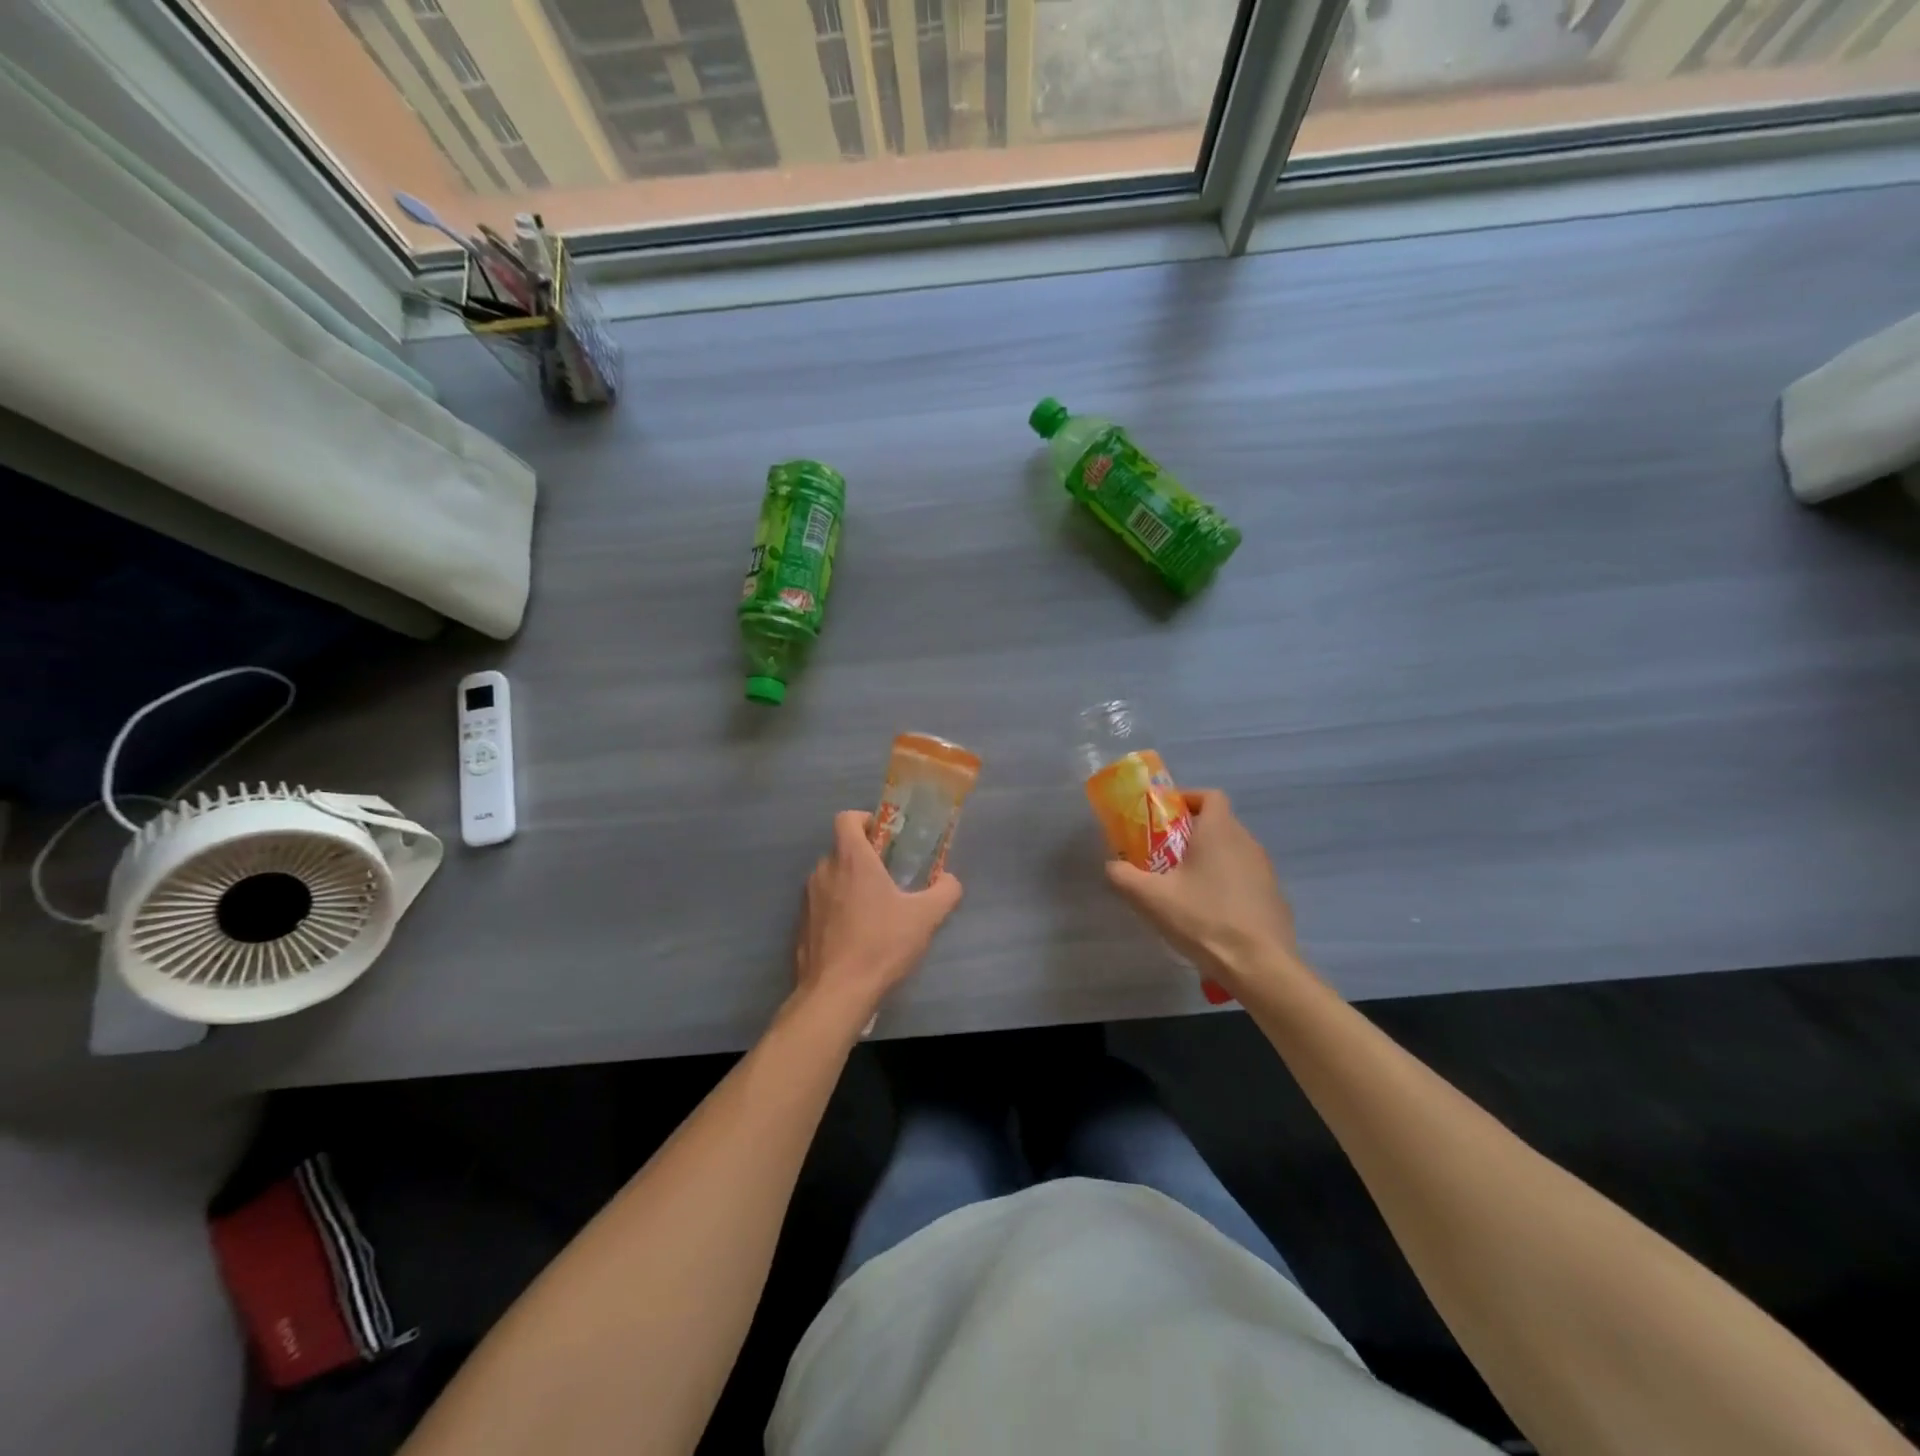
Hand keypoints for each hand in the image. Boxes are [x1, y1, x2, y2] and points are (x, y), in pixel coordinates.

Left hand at [794, 811, 963, 1022]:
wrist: (836, 994)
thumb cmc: (880, 944)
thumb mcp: (926, 917)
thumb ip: (945, 891)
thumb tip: (950, 881)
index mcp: (851, 859)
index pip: (847, 818)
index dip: (865, 820)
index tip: (885, 838)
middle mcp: (824, 871)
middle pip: (842, 849)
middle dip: (865, 857)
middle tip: (890, 877)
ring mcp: (808, 899)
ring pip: (831, 877)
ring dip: (851, 884)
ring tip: (876, 909)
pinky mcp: (801, 926)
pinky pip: (822, 905)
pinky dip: (837, 910)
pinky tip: (857, 936)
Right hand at [1104, 790, 1298, 994]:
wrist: (1260, 966)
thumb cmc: (1204, 919)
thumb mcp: (1151, 898)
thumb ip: (1123, 876)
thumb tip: (1112, 866)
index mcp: (1220, 831)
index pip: (1209, 795)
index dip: (1186, 799)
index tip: (1164, 817)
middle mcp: (1247, 842)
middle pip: (1219, 823)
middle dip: (1190, 833)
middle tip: (1164, 855)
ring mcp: (1265, 871)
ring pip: (1232, 851)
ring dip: (1209, 860)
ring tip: (1184, 887)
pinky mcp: (1274, 897)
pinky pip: (1245, 878)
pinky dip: (1226, 884)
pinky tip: (1210, 913)